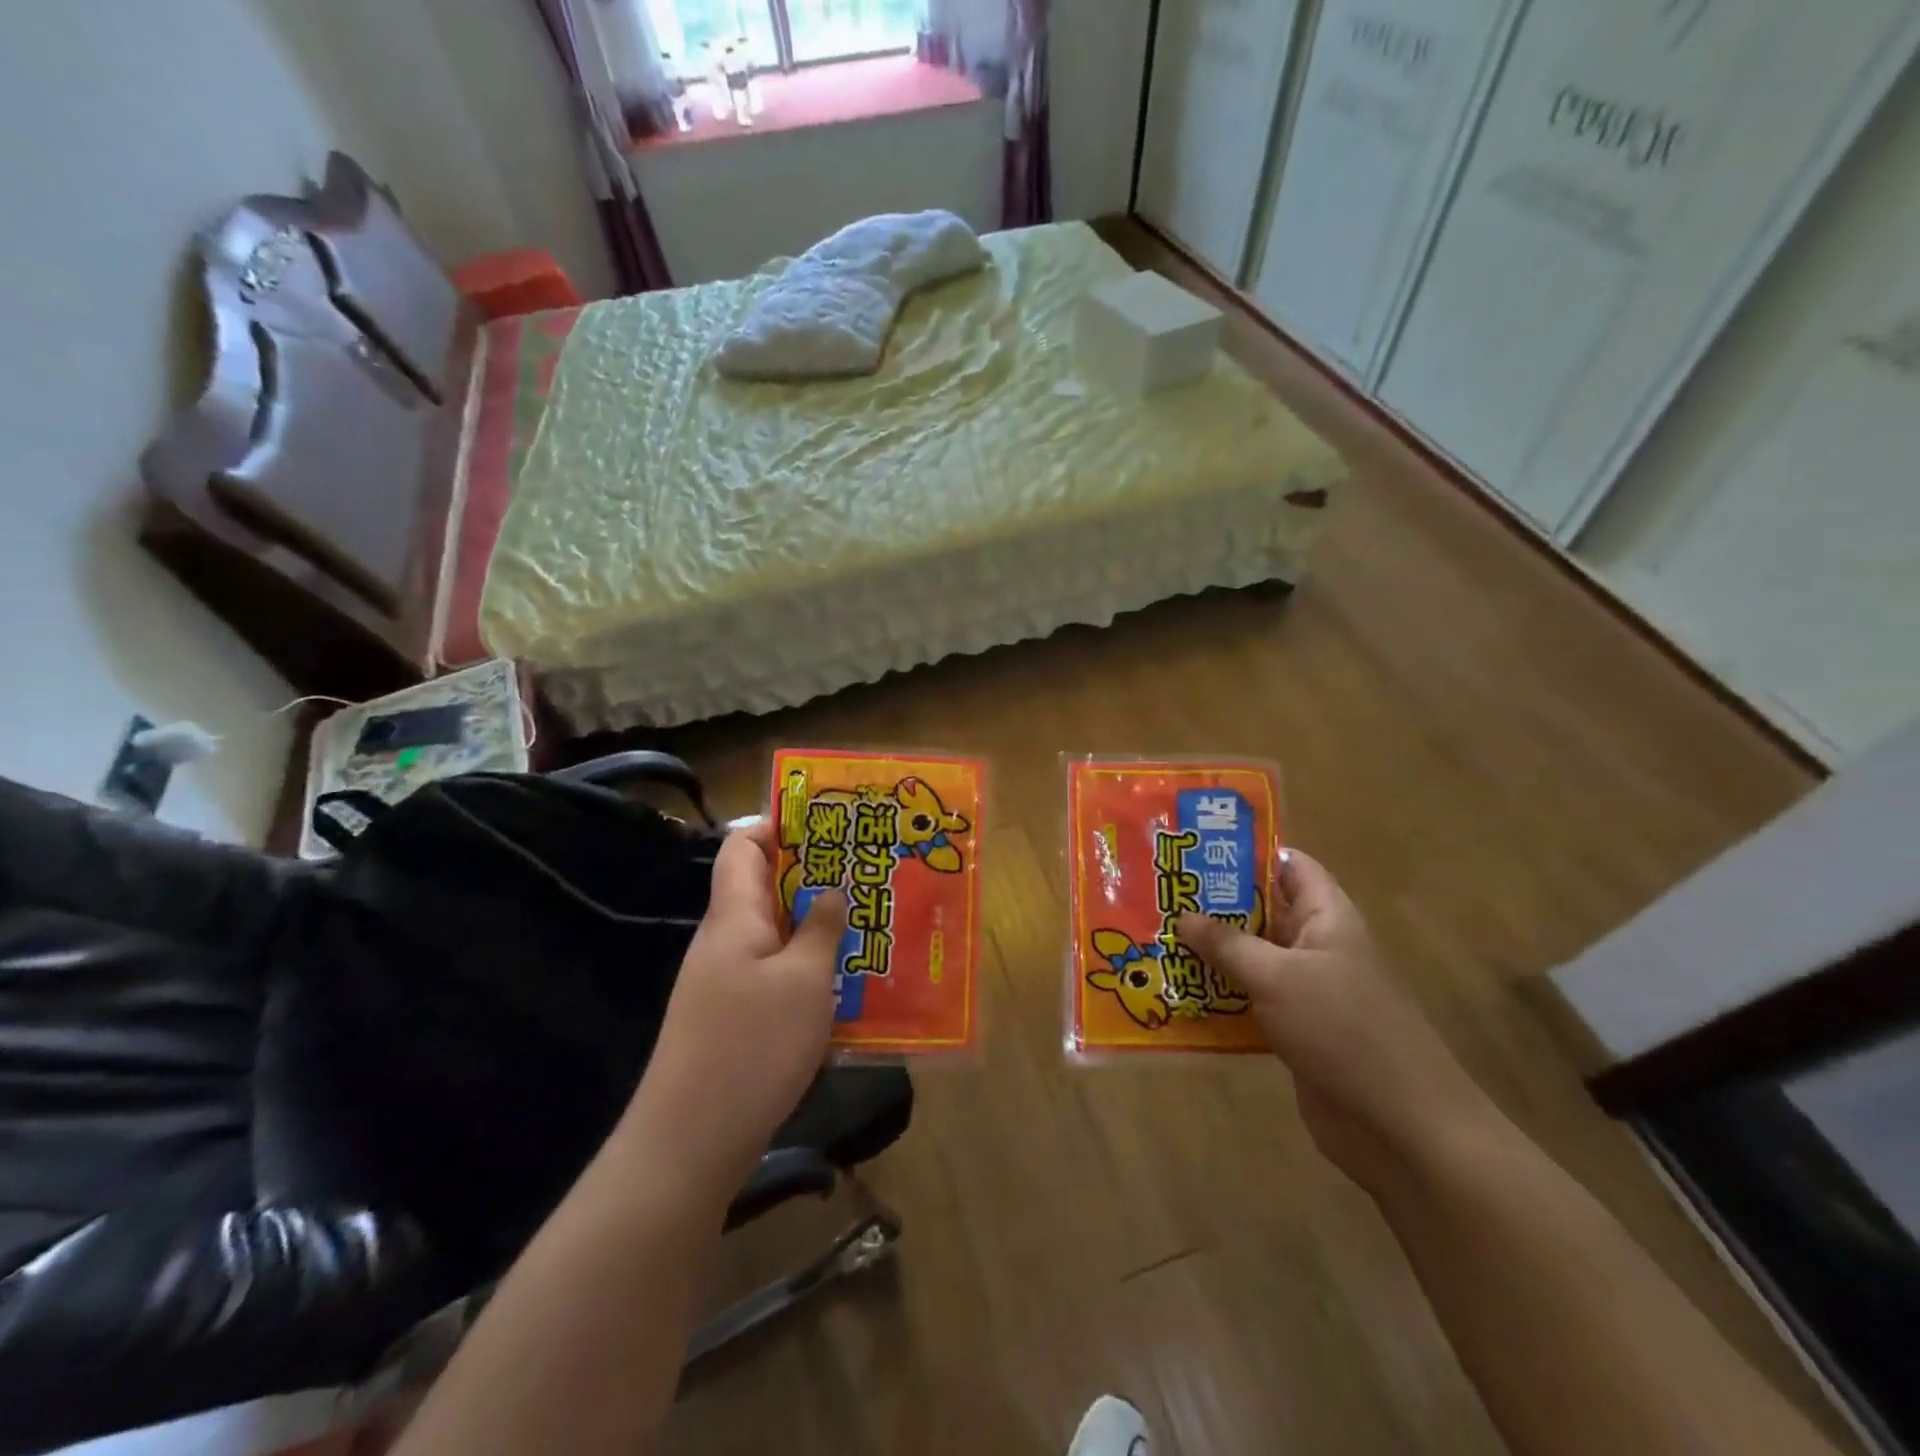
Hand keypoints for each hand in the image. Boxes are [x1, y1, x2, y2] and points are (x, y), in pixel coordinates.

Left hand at [624, 819, 847, 1206]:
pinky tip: (843, 980)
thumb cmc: (751, 1046)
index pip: (744, 846)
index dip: (779, 825)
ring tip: (866, 920)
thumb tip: (832, 888)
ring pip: (774, 933)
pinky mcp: (733, 1017)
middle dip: (813, 875)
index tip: (830, 824)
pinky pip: (774, 972)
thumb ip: (821, 927)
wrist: (690, 1141)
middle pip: (763, 887)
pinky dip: (807, 966)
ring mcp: (725, 981)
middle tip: (865, 873)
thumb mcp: (804, 980)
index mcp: (734, 916)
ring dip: (815, 923)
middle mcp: (724, 940)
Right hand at [1178, 851, 1499, 1193]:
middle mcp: (1316, 945)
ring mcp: (1306, 990)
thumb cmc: (1344, 1031)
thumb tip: (1182, 916)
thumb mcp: (1278, 977)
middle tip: (1158, 894)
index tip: (1193, 848)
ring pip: (1250, 957)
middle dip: (1212, 904)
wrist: (1401, 1127)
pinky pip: (1249, 999)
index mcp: (1326, 917)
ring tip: (1154, 938)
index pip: (1289, 865)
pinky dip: (1218, 995)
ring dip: (1209, 953)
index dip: (1246, 852)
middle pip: (1261, 910)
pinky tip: (1176, 993)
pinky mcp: (1294, 1028)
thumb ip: (1227, 944)